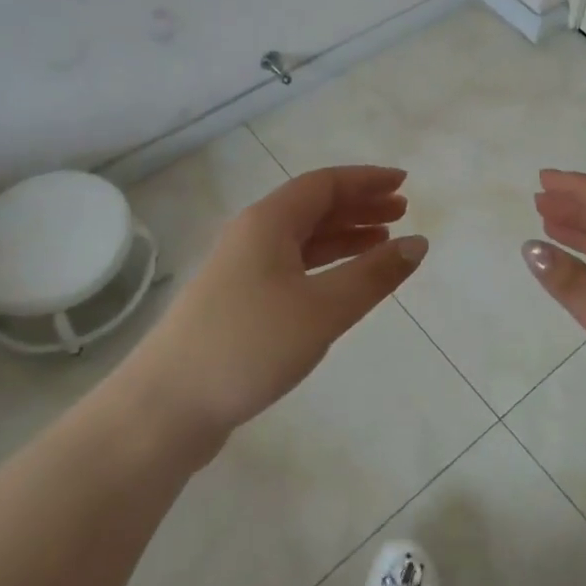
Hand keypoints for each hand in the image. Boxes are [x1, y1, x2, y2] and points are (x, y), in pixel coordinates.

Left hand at [127, 166, 427, 450]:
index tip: (404, 183)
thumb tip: (419, 243)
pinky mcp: (238, 302)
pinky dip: (325, 265)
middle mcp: (253, 235)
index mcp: (268, 221)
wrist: (167, 406)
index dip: (366, 180)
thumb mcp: (322, 309)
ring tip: (383, 242)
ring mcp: (242, 269)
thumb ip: (373, 276)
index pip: (325, 184)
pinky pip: (293, 266)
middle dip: (359, 205)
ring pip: (303, 239)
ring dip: (344, 236)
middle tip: (401, 211)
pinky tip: (343, 282)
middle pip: (313, 207)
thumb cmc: (249, 345)